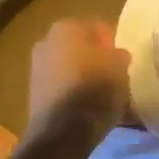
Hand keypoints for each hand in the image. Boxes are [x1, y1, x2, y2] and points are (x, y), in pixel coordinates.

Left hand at [27, 19, 130, 141]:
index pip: (97, 28)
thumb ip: (119, 55)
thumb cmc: (93, 89)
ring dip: (85, 76)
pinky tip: (88, 108)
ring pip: (70, 67)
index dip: (113, 44)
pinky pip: (62, 86)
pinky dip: (73, 93)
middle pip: (81, 47)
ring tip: (104, 95)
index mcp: (66, 26)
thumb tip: (116, 55)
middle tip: (115, 77)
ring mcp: (36, 67)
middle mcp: (46, 40)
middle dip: (96, 59)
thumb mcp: (119, 67)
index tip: (124, 61)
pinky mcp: (34, 92)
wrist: (61, 132)